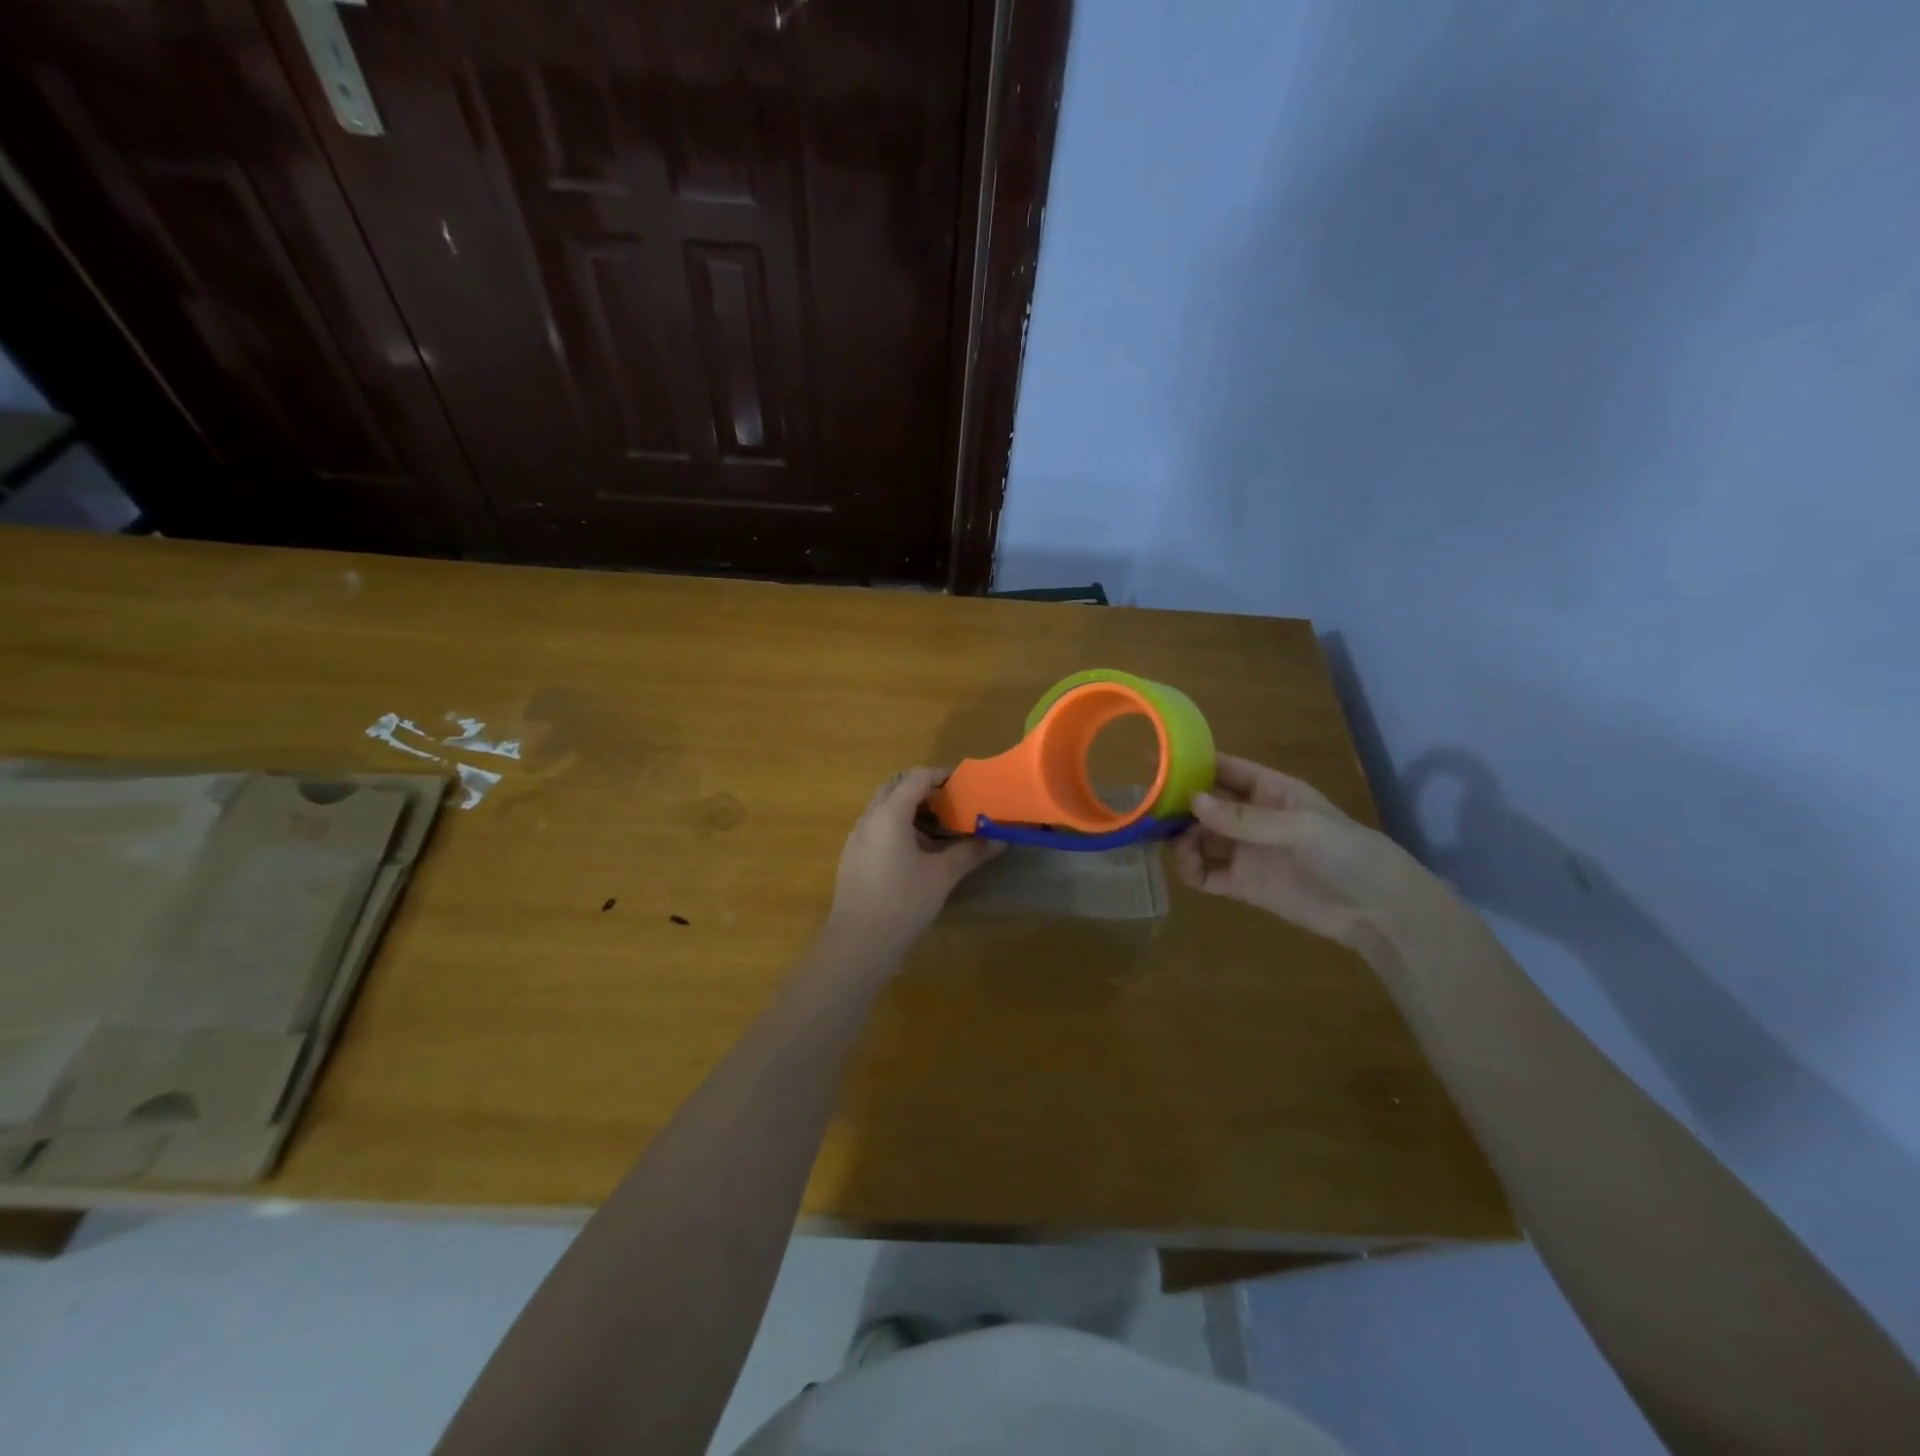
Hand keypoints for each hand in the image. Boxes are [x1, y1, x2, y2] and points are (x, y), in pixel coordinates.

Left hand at [822, 768, 1000, 966]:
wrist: (859, 941)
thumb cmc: (903, 901)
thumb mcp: (942, 875)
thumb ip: (970, 852)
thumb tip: (999, 840)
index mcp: (889, 814)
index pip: (916, 778)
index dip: (941, 776)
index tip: (963, 783)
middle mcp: (869, 818)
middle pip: (895, 788)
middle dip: (922, 790)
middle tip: (949, 803)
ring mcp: (856, 838)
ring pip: (883, 809)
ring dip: (908, 810)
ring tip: (937, 829)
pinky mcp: (852, 857)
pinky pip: (876, 828)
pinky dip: (896, 828)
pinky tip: (915, 853)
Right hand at [1172, 755, 1427, 953]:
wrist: (1379, 911)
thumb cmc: (1347, 853)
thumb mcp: (1300, 827)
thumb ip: (1245, 818)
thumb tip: (1193, 801)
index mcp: (1270, 791)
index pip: (1224, 769)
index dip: (1192, 764)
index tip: (1156, 761)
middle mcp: (1252, 818)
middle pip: (1204, 806)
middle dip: (1179, 806)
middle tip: (1151, 811)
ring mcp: (1246, 851)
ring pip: (1199, 839)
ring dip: (1182, 840)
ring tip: (1178, 847)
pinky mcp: (1243, 884)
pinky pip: (1206, 874)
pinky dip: (1191, 869)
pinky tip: (1188, 868)